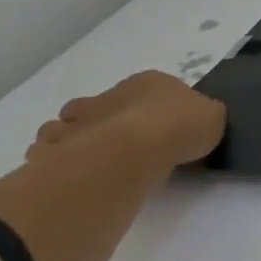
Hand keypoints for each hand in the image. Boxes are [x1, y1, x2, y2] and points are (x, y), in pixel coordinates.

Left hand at [27, 71, 226, 167]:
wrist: (136, 149)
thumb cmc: (179, 126)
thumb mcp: (212, 118)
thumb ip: (206, 117)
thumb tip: (202, 122)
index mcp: (148, 83)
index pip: (147, 89)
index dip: (151, 108)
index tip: (160, 129)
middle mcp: (109, 95)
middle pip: (101, 104)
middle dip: (104, 120)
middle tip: (120, 147)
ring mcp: (79, 120)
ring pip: (66, 125)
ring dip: (73, 139)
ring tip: (90, 164)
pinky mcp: (57, 148)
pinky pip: (48, 152)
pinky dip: (54, 161)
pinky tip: (71, 177)